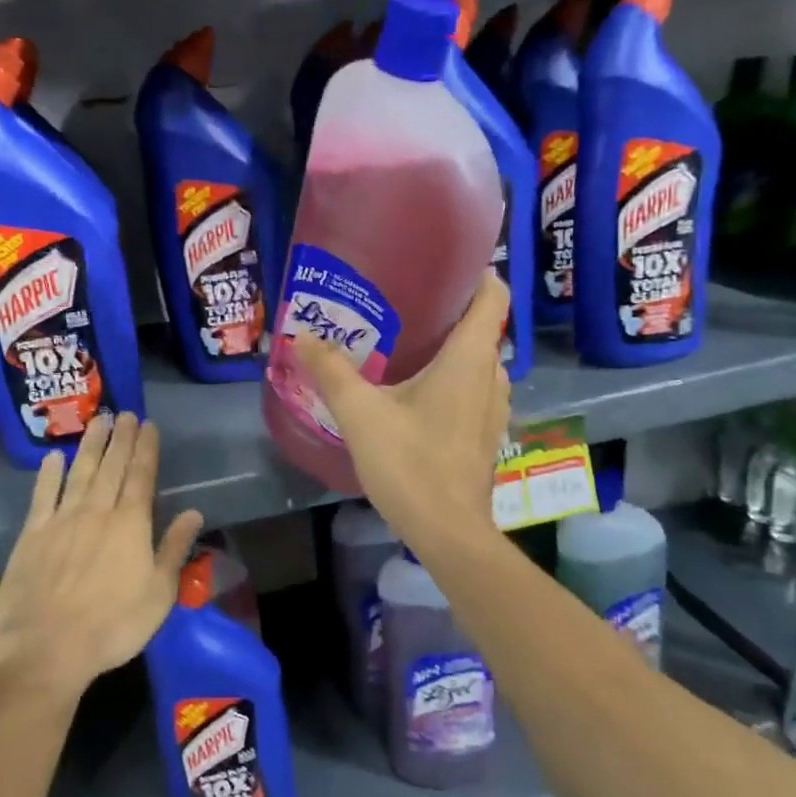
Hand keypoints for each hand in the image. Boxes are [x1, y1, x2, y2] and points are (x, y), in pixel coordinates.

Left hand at [0, 413, 204, 700]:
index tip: (149, 425)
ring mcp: (62, 520)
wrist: (46, 648)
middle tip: (126, 413)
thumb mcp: (159, 593)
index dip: (146, 449)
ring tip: (99, 421)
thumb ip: (174, 548)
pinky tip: (53, 457)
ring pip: (79, 473)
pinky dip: (48, 474)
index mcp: (131, 524)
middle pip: (112, 467)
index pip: (142, 476)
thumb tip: (195, 512)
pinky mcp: (32, 535)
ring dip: (90, 445)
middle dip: (121, 439)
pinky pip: (42, 496)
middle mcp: (97, 512)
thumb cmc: (113, 625)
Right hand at [292, 270, 510, 552]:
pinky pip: (476, 391)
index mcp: (469, 359)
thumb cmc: (409, 463)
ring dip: (455, 350)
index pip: (493, 296)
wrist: (447, 531)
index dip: (477, 274)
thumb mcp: (360, 413)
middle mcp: (492, 376)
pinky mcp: (487, 436)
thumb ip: (331, 371)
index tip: (446, 266)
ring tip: (412, 347)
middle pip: (484, 329)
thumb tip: (301, 336)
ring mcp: (494, 409)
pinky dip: (456, 381)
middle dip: (454, 312)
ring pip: (480, 363)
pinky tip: (420, 395)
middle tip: (409, 305)